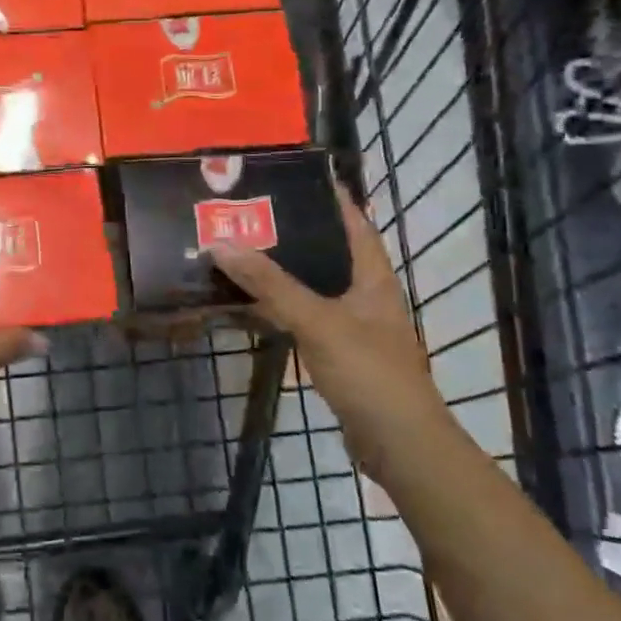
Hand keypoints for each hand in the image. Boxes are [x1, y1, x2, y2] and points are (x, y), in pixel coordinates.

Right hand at [207, 184, 445, 472]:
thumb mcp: (317, 321)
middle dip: (296, 234)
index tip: (296, 178)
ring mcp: (356, 327)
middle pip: (330, 253)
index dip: (331, 199)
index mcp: (374, 277)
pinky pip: (307, 320)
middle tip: (252, 215)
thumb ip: (271, 284)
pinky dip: (283, 309)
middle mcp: (368, 295)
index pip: (355, 223)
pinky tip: (255, 306)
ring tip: (244, 252)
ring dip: (284, 273)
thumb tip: (222, 244)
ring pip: (315, 288)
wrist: (398, 442)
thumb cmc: (368, 371)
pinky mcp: (342, 355)